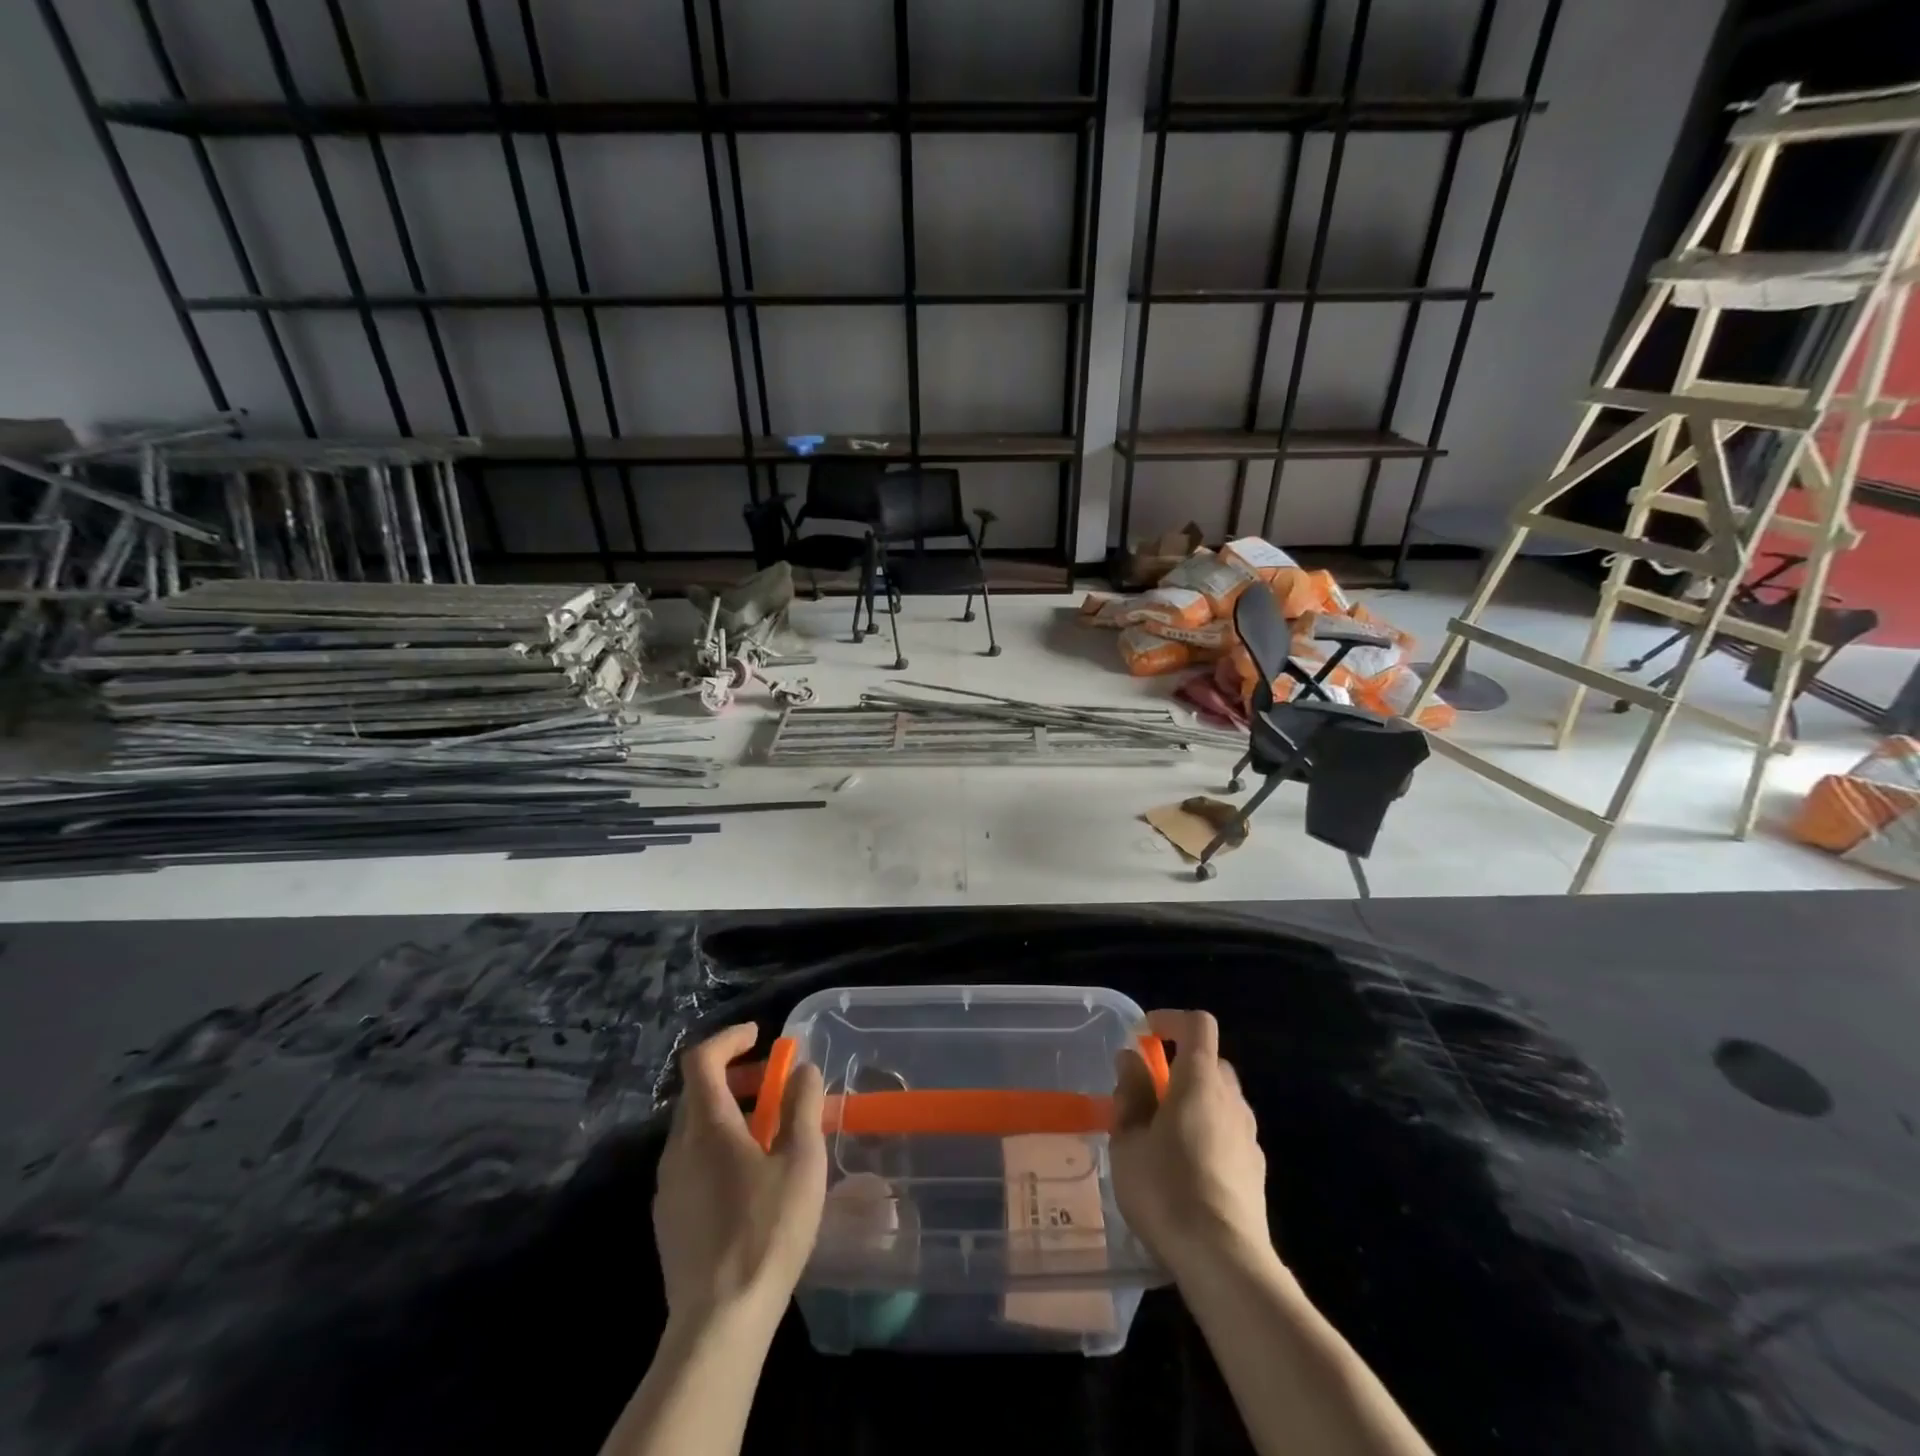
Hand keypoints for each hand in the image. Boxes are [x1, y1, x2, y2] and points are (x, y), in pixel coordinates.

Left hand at [654, 1024, 827, 1324]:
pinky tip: (747, 1177)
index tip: (760, 1037)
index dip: (729, 1039)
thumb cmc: (767, 1230)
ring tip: (767, 1131)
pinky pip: (690, 1161)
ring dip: (727, 1112)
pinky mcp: (668, 1218)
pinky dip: (716, 1145)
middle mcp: (677, 1148)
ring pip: (693, 1128)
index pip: (701, 1060)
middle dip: (734, 1076)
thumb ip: (802, 1105)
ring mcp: (667, 1186)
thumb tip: (803, 1069)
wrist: (719, 1322)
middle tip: (773, 1083)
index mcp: (707, 1126)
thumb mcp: (801, 1160)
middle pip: (697, 1092)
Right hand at [1111, 1009, 1272, 1279]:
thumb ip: (1131, 1094)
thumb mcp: (1128, 1140)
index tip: (1142, 1037)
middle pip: (1210, 1062)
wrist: (1224, 1261)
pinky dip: (1208, 1135)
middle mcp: (1231, 1099)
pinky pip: (1229, 1134)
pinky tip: (1186, 1171)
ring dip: (1194, 1103)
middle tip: (1147, 1094)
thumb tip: (1131, 1060)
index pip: (1197, 1024)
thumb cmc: (1166, 1189)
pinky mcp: (1256, 1171)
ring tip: (1162, 1137)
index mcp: (1199, 1080)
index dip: (1170, 1020)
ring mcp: (1249, 1136)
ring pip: (1221, 1100)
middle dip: (1179, 1066)